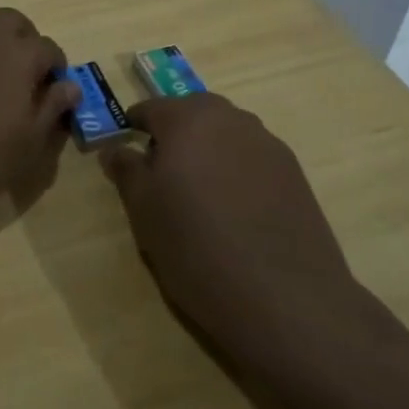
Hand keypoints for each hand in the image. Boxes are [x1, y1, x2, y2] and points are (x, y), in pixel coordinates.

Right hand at [101, 94, 361, 373]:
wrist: (284, 300)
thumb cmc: (196, 247)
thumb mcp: (144, 211)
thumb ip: (126, 170)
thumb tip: (114, 148)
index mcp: (188, 119)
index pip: (152, 108)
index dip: (134, 125)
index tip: (126, 149)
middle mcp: (231, 119)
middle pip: (194, 112)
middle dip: (175, 133)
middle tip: (162, 172)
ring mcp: (268, 144)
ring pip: (226, 133)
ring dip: (208, 149)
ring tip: (199, 192)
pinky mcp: (295, 173)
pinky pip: (253, 157)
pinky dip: (237, 169)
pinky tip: (235, 209)